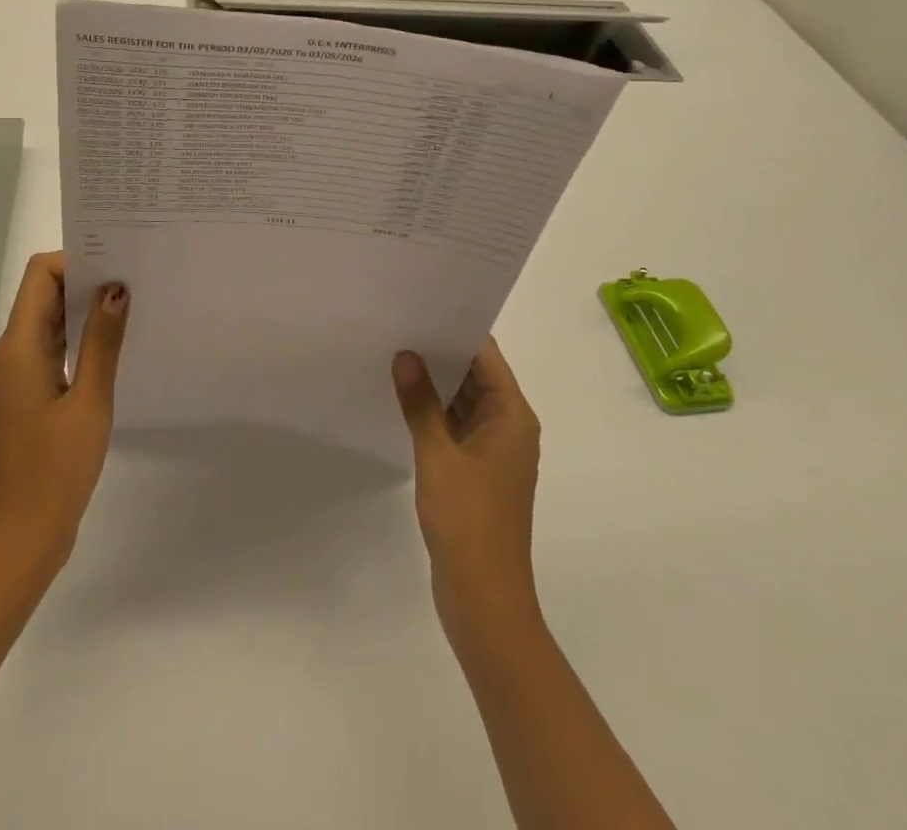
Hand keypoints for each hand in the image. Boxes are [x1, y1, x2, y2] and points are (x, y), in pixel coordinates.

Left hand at [0, 253, 127, 595]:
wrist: (13, 547)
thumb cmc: (52, 473)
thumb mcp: (89, 404)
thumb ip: (102, 343)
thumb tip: (116, 289)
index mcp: (16, 348)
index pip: (41, 276)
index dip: (77, 261)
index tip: (119, 265)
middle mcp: (5, 355)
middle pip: (43, 298)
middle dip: (86, 285)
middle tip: (136, 282)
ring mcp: (9, 380)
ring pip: (46, 328)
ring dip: (82, 316)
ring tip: (131, 311)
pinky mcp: (18, 402)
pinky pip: (46, 355)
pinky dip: (75, 346)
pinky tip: (110, 354)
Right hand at [392, 341, 542, 637]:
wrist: (484, 598)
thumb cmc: (468, 520)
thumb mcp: (437, 454)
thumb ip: (420, 403)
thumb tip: (405, 356)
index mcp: (512, 416)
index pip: (486, 356)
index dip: (456, 329)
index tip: (421, 307)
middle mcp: (509, 427)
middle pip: (476, 375)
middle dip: (440, 353)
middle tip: (398, 325)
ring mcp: (494, 451)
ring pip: (464, 401)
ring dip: (435, 384)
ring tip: (393, 354)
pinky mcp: (478, 471)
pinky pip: (456, 427)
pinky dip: (434, 412)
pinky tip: (402, 400)